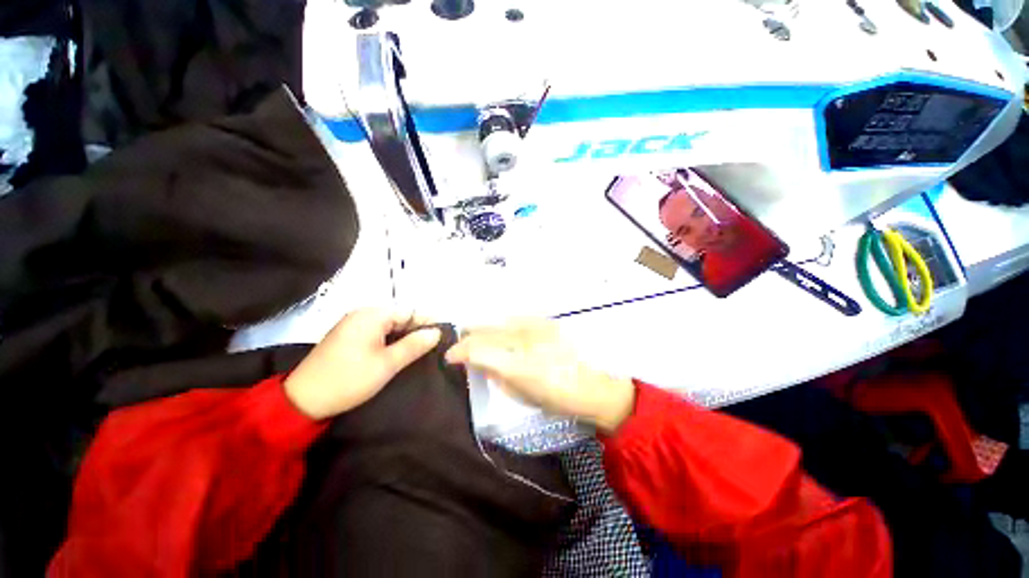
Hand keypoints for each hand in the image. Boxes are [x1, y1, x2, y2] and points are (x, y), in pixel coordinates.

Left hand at [284, 308, 441, 419]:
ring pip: (389, 325)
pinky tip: (400, 352)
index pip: (409, 311)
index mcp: (371, 315)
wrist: (302, 400)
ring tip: (422, 350)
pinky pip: (377, 332)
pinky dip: (391, 340)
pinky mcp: (348, 336)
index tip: (445, 334)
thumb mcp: (387, 364)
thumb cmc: (348, 379)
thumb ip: (414, 345)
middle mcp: (362, 314)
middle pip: (399, 316)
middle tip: (435, 345)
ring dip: (405, 336)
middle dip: (417, 329)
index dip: (428, 322)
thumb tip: (436, 332)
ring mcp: (353, 325)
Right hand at [445, 319, 635, 432]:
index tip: (450, 357)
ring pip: (499, 321)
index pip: (478, 349)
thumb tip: (481, 364)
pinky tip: (501, 331)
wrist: (599, 385)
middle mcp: (525, 339)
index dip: (459, 351)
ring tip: (475, 335)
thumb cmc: (562, 399)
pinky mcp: (547, 321)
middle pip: (486, 330)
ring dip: (483, 328)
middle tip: (459, 345)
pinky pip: (516, 318)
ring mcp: (536, 326)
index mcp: (518, 364)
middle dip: (467, 337)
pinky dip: (502, 324)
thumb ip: (499, 378)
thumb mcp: (525, 396)